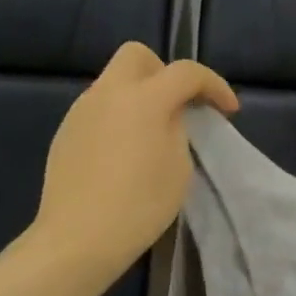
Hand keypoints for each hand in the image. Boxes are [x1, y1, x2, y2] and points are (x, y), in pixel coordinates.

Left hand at [29, 42, 238, 275]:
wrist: (78, 239)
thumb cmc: (140, 204)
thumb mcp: (179, 165)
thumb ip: (179, 127)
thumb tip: (170, 115)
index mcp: (143, 98)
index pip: (186, 72)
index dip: (215, 85)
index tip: (229, 111)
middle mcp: (107, 93)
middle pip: (137, 56)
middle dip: (165, 72)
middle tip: (181, 105)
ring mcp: (81, 111)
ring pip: (115, 82)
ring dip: (140, 94)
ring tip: (155, 132)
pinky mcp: (66, 132)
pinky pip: (99, 108)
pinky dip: (120, 116)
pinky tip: (126, 151)